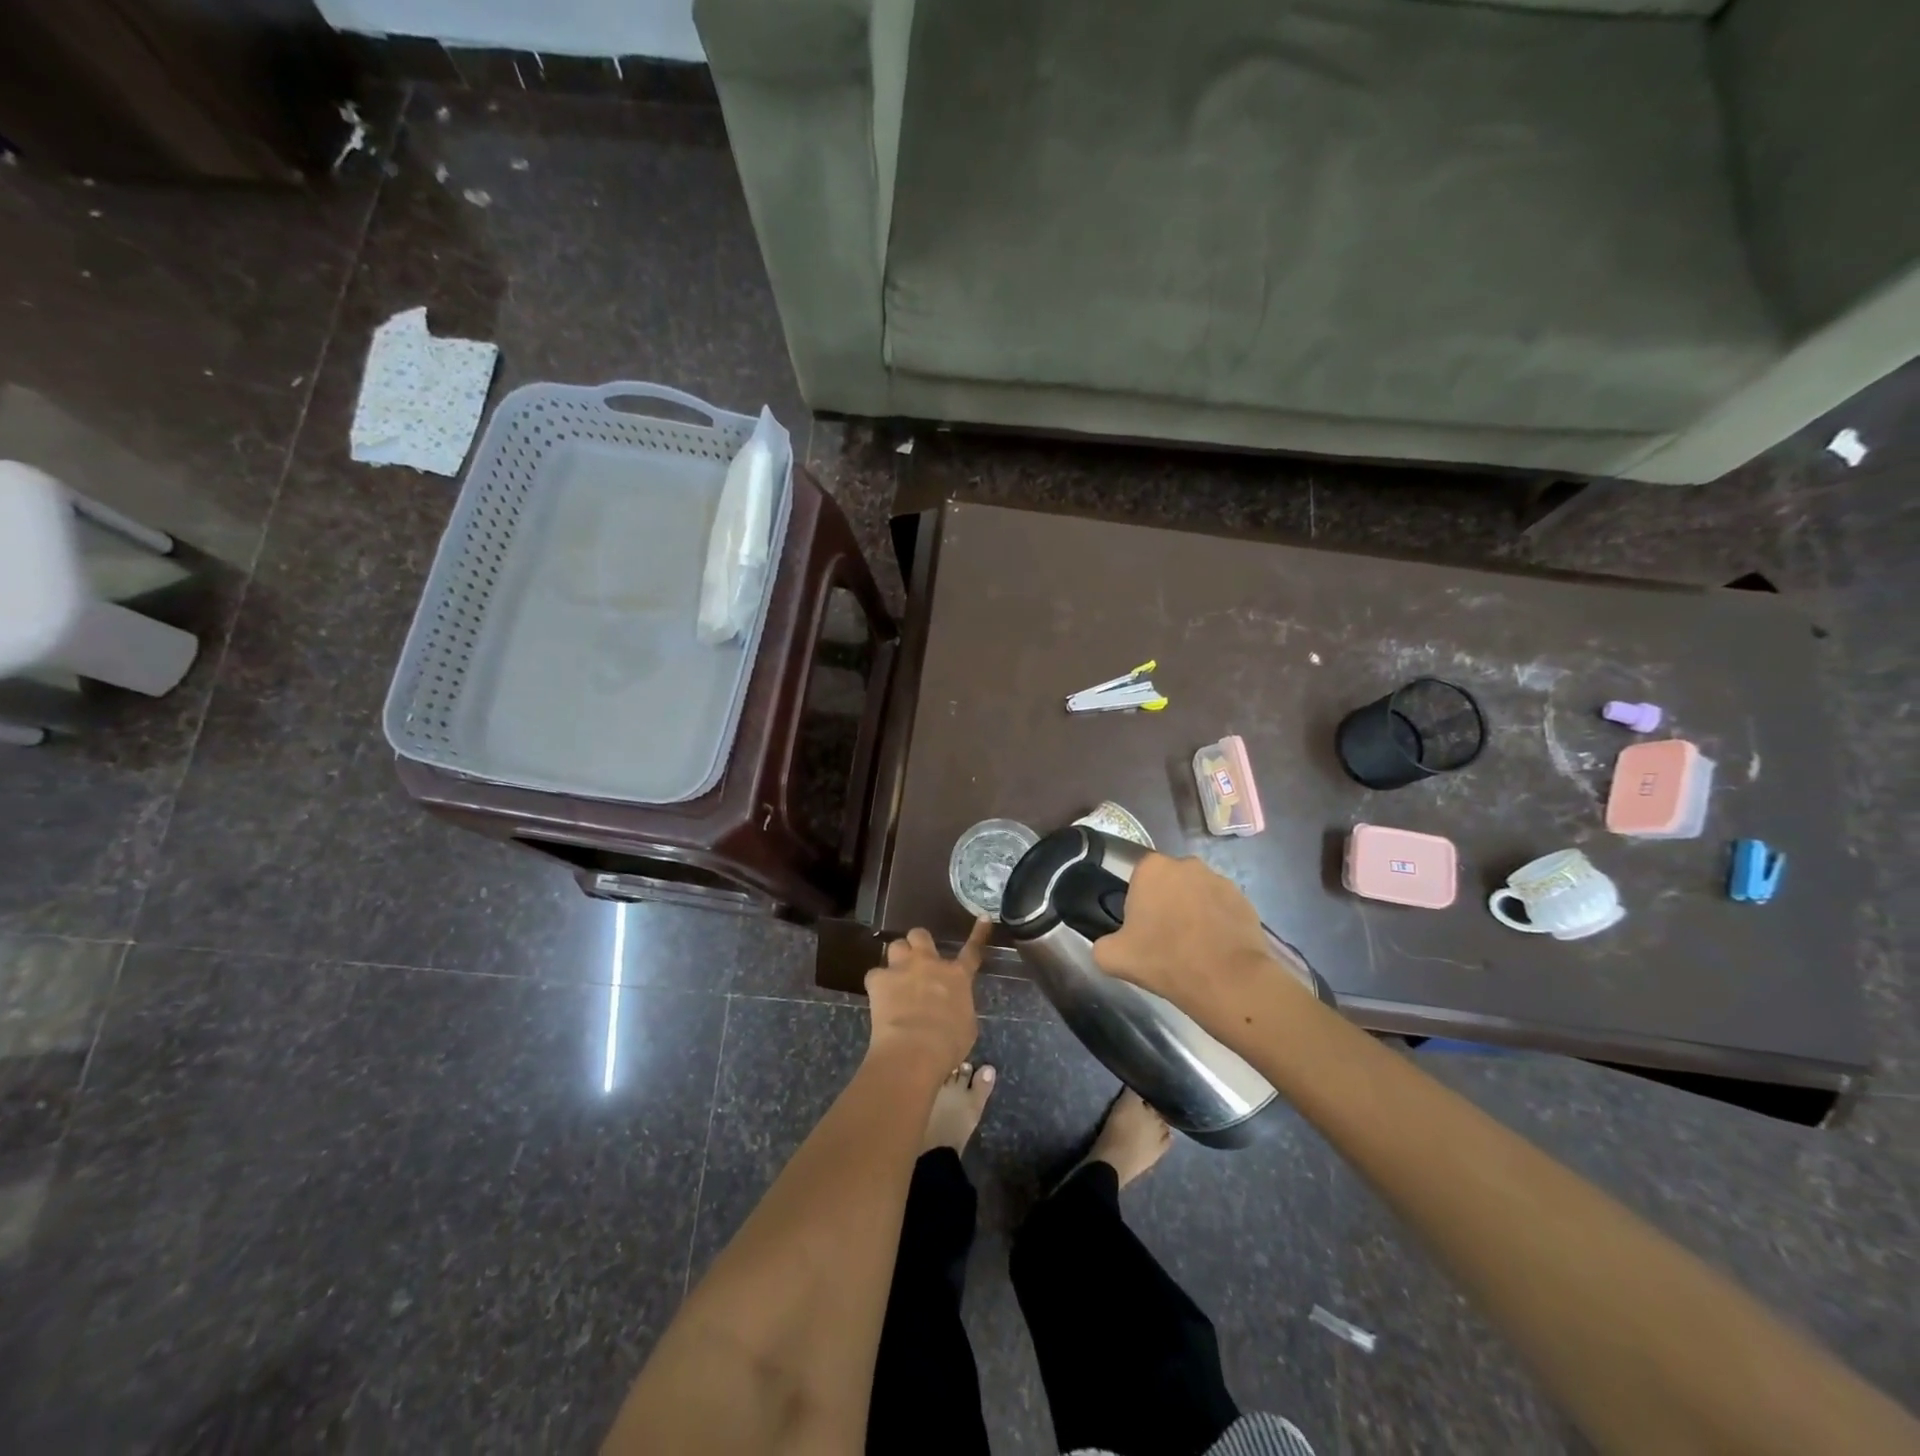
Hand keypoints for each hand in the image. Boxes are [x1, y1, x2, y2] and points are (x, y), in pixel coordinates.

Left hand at [864, 920, 989, 1071]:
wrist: (914, 1049)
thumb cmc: (948, 1043)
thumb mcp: (966, 1025)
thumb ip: (959, 1005)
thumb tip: (951, 1004)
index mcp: (957, 976)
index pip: (972, 950)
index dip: (978, 933)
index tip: (983, 917)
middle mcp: (929, 964)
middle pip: (921, 934)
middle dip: (919, 943)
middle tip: (917, 958)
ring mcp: (902, 968)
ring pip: (896, 945)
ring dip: (898, 957)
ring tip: (896, 974)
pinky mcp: (878, 979)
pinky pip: (875, 974)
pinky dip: (877, 984)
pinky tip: (879, 997)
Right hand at [1092, 853, 1312, 1028]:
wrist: (1228, 981)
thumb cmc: (1165, 959)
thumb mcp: (1112, 957)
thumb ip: (1101, 944)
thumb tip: (1108, 944)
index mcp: (1152, 868)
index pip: (1137, 879)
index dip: (1137, 904)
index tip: (1140, 930)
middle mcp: (1187, 864)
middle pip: (1169, 883)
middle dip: (1166, 904)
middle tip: (1164, 939)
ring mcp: (1220, 880)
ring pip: (1197, 894)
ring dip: (1193, 912)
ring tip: (1193, 948)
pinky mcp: (1245, 900)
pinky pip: (1222, 908)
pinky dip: (1217, 924)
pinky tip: (1215, 950)